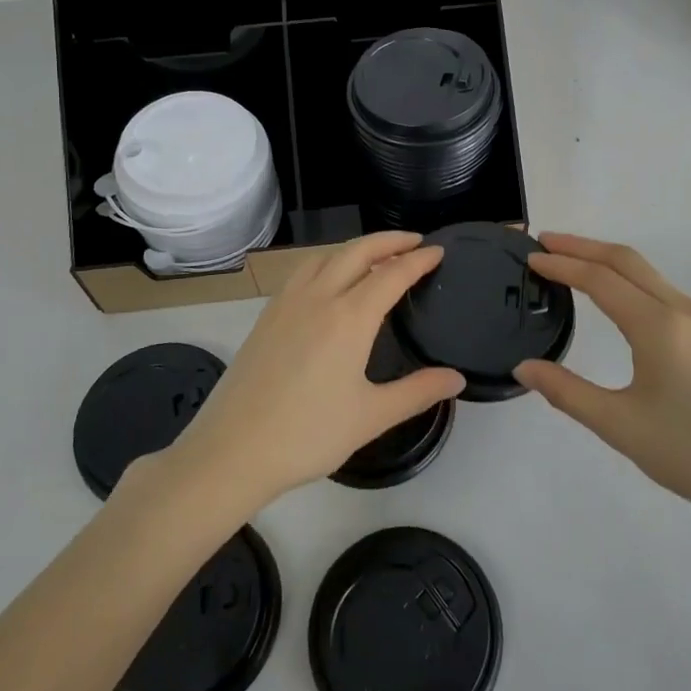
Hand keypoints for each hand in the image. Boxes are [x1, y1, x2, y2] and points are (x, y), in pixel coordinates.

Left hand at [162, 232, 464, 514]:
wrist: (233, 449)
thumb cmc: (308, 435)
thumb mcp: (371, 417)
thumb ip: (417, 392)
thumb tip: (457, 379)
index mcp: (349, 318)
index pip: (392, 274)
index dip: (418, 260)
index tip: (438, 251)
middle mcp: (318, 298)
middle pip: (357, 252)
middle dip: (389, 240)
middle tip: (414, 241)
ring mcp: (287, 303)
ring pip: (326, 256)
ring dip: (356, 248)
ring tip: (376, 256)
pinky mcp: (267, 316)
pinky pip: (302, 271)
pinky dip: (327, 261)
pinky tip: (329, 280)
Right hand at [514, 233, 690, 539]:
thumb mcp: (619, 426)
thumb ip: (566, 392)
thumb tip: (524, 367)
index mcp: (659, 327)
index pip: (600, 279)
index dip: (562, 265)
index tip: (530, 257)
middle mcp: (684, 311)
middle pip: (626, 260)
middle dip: (583, 246)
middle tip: (544, 243)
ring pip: (648, 273)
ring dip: (607, 260)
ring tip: (570, 262)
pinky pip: (662, 291)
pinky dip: (629, 280)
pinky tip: (613, 296)